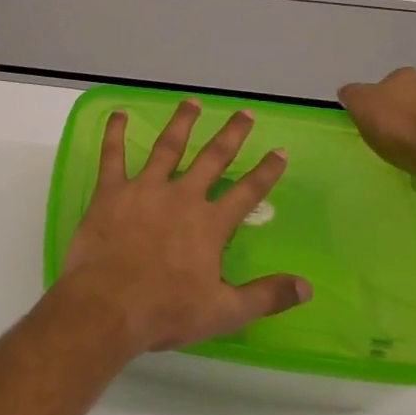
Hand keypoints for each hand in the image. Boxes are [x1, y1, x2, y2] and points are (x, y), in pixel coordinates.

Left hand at [56, 100, 308, 357]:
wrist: (108, 304)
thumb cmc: (166, 310)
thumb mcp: (224, 312)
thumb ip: (266, 296)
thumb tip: (307, 286)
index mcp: (210, 224)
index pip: (246, 192)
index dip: (266, 172)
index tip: (280, 151)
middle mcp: (181, 197)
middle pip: (212, 159)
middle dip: (231, 135)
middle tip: (244, 113)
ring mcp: (144, 189)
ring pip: (167, 147)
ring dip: (181, 123)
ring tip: (192, 102)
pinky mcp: (111, 191)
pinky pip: (113, 155)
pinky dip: (115, 132)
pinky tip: (119, 113)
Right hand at [338, 67, 415, 192]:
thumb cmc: (401, 130)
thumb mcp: (362, 108)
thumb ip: (353, 96)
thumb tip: (351, 92)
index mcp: (403, 76)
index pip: (385, 84)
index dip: (378, 102)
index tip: (375, 121)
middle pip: (413, 96)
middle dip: (405, 111)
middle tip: (396, 135)